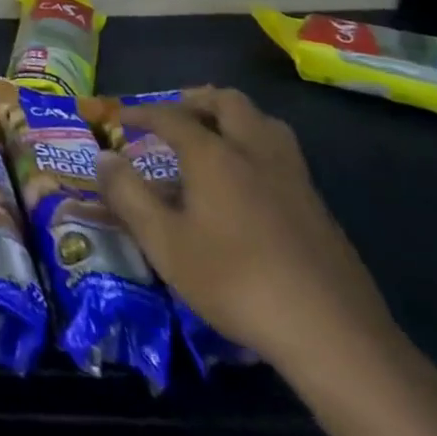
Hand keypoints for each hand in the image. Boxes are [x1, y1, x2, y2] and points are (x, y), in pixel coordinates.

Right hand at [97, 87, 395, 373]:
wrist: (333, 334)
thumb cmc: (235, 281)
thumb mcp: (164, 242)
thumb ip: (128, 195)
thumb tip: (103, 157)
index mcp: (214, 154)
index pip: (171, 116)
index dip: (141, 112)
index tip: (119, 116)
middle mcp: (254, 152)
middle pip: (228, 103)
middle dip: (196, 100)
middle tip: (174, 115)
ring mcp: (293, 178)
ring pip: (265, 123)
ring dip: (235, 118)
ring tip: (214, 137)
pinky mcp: (319, 208)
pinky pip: (282, 155)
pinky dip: (257, 148)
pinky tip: (248, 184)